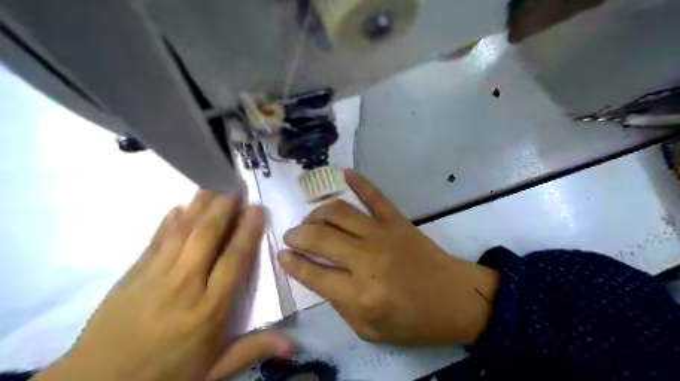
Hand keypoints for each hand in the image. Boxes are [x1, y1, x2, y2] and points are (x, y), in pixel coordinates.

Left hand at [34, 193, 289, 380]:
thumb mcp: (214, 371)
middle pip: (207, 237)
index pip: (234, 260)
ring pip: (182, 232)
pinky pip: (155, 241)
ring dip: (199, 206)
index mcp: (209, 308)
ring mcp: (156, 276)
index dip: (247, 231)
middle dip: (224, 208)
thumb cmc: (165, 376)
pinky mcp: (132, 275)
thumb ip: (252, 349)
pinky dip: (168, 222)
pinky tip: (177, 207)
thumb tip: (292, 344)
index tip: (257, 208)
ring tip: (212, 184)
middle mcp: (185, 285)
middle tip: (236, 184)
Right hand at [277, 171, 497, 345]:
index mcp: (359, 294)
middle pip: (320, 237)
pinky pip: (374, 195)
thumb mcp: (370, 330)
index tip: (281, 255)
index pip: (313, 273)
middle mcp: (366, 260)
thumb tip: (319, 276)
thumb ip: (340, 305)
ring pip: (339, 212)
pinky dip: (358, 182)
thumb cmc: (414, 321)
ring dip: (317, 213)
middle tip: (290, 236)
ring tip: (310, 220)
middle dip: (297, 235)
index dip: (291, 262)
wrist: (455, 299)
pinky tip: (343, 172)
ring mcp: (382, 234)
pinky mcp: (396, 220)